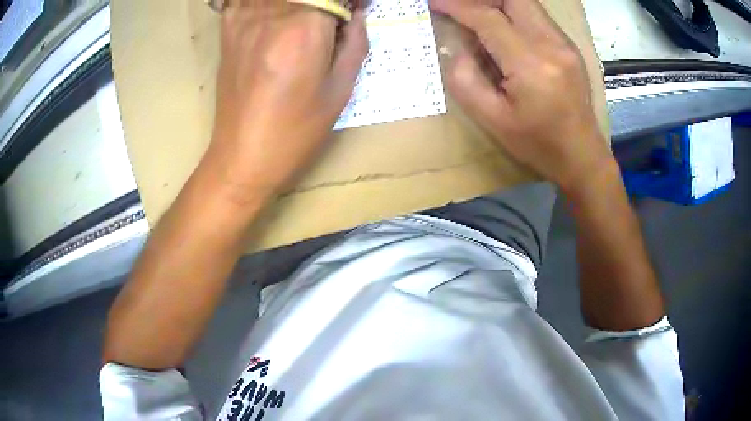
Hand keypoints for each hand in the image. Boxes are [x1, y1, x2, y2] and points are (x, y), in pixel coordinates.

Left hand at [205, 2, 367, 203]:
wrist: (242, 156)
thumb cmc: (296, 131)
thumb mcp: (339, 90)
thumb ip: (355, 43)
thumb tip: (357, 14)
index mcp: (304, 30)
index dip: (349, 0)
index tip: (357, 9)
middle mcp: (271, 16)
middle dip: (328, 0)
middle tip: (335, 18)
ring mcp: (244, 21)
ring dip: (300, 3)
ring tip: (308, 19)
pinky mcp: (228, 30)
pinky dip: (267, 3)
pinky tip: (276, 15)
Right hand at [431, 0, 612, 193]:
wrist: (581, 156)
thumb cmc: (538, 144)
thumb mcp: (492, 121)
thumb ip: (466, 81)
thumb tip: (458, 48)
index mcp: (531, 65)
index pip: (489, 19)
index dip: (458, 6)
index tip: (436, 2)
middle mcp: (552, 45)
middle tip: (461, 7)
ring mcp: (565, 44)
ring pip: (527, 3)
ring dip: (498, 3)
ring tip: (478, 16)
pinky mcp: (569, 47)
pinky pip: (538, 17)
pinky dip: (515, 14)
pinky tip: (504, 31)